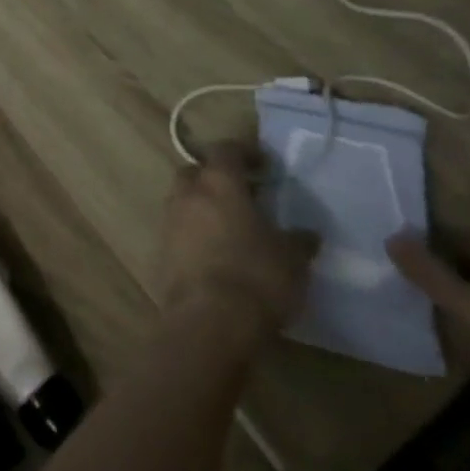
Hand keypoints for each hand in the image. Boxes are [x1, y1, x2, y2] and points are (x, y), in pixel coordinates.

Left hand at [159, 143, 316, 353]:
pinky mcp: (161, 250)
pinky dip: (193, 234)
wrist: (209, 320)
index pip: (226, 150)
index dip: (244, 152)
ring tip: (230, 227)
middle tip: (241, 194)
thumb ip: (298, 241)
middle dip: (215, 177)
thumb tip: (308, 235)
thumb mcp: (292, 260)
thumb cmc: (256, 277)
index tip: (262, 163)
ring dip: (202, 206)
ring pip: (184, 200)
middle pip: (196, 171)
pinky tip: (214, 254)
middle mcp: (188, 193)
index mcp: (218, 182)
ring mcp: (169, 220)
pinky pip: (178, 230)